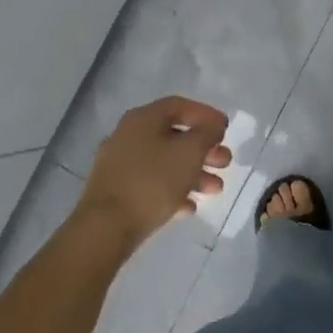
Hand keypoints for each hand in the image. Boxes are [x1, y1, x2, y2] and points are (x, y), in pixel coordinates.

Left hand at [76, 97, 231, 248]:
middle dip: (203, 149)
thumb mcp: (189, 152)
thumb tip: (212, 126)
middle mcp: (128, 136)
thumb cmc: (152, 181)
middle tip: (225, 162)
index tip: (226, 129)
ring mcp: (119, 164)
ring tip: (215, 190)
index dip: (206, 114)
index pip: (179, 105)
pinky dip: (173, 191)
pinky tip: (189, 208)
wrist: (106, 226)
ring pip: (164, 162)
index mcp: (143, 119)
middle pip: (173, 136)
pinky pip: (151, 185)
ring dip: (193, 173)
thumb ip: (206, 134)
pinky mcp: (117, 192)